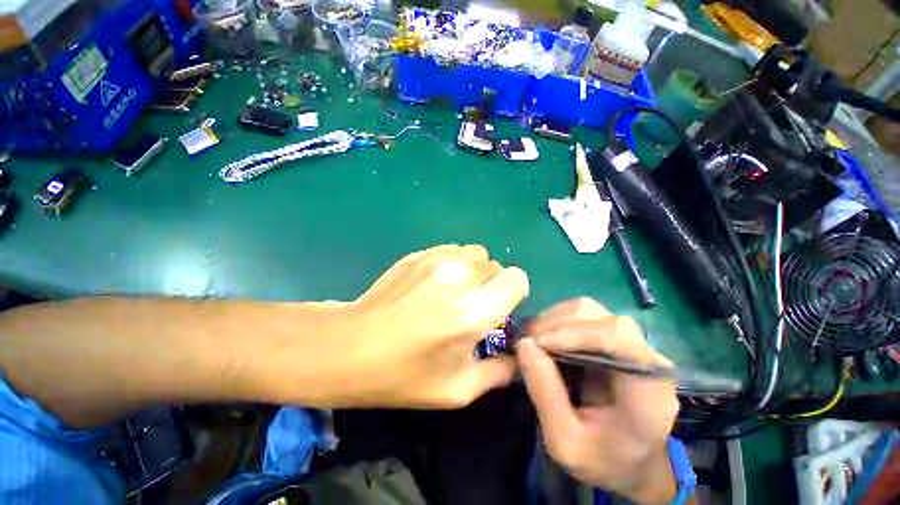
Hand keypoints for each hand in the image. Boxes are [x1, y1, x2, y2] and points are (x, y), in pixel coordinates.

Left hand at [346, 244, 528, 408]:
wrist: (352, 347)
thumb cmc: (404, 375)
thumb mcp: (458, 390)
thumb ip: (499, 373)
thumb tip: (519, 358)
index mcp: (474, 311)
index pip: (516, 278)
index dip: (513, 292)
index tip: (500, 306)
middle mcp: (459, 277)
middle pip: (495, 264)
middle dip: (492, 283)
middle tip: (472, 304)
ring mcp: (436, 260)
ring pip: (474, 253)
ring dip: (473, 270)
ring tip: (455, 291)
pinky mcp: (418, 254)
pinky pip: (451, 249)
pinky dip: (453, 262)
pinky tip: (435, 282)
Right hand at [517, 298, 678, 502]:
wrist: (631, 461)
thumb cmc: (603, 459)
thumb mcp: (565, 442)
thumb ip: (545, 394)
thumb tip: (524, 344)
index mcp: (648, 389)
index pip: (618, 338)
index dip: (574, 332)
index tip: (537, 343)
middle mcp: (645, 356)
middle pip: (598, 317)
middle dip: (555, 325)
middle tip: (525, 342)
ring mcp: (631, 342)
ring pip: (587, 309)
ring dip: (553, 320)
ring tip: (532, 339)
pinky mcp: (614, 338)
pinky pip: (581, 316)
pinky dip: (556, 321)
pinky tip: (543, 338)